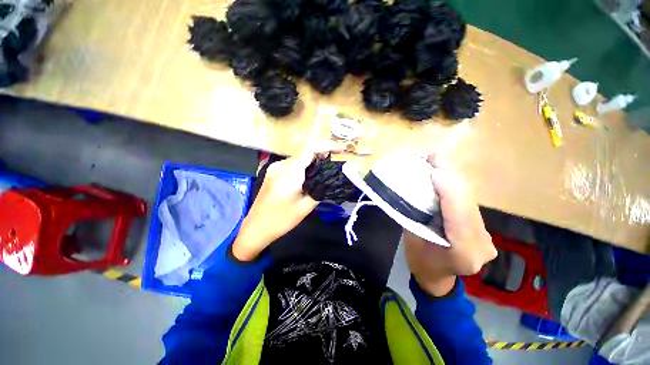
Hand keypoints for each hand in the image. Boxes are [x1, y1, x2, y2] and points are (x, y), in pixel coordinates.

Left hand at [232, 141, 342, 260]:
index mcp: (289, 172)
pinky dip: (305, 165)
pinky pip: (293, 164)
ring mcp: (275, 168)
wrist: (255, 228)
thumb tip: (331, 180)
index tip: (340, 150)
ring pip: (299, 158)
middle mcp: (281, 165)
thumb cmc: (280, 220)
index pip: (310, 149)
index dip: (327, 145)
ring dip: (314, 160)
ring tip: (326, 168)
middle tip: (336, 161)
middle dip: (322, 153)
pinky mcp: (274, 173)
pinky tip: (311, 175)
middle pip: (305, 152)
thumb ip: (320, 190)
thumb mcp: (305, 207)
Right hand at [405, 154, 496, 295]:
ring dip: (454, 180)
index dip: (449, 192)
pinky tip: (446, 175)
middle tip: (436, 158)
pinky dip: (456, 188)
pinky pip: (469, 204)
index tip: (435, 171)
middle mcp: (481, 245)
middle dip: (452, 179)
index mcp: (462, 254)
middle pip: (469, 206)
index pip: (459, 217)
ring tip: (439, 162)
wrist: (437, 278)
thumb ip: (418, 215)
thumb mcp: (413, 239)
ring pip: (471, 202)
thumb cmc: (420, 261)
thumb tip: (418, 188)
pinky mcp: (483, 230)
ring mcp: (486, 237)